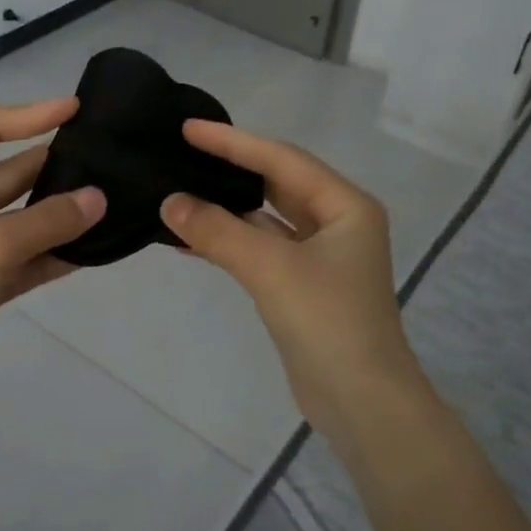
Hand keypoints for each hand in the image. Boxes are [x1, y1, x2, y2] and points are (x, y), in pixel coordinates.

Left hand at [0, 100, 104, 405]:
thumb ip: (48, 220)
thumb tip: (99, 198)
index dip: (29, 114)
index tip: (74, 112)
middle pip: (6, 174)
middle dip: (50, 167)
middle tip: (102, 162)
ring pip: (17, 218)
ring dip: (55, 214)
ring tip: (106, 204)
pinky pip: (20, 257)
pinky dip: (49, 254)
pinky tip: (88, 251)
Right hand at [159, 121, 426, 443]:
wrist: (361, 402)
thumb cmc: (327, 323)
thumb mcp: (270, 269)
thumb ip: (217, 231)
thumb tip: (169, 202)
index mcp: (345, 206)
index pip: (281, 159)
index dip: (232, 142)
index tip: (188, 128)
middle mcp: (337, 223)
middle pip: (275, 183)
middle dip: (230, 169)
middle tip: (182, 153)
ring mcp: (321, 257)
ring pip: (265, 220)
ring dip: (225, 210)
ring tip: (178, 193)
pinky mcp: (303, 286)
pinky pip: (260, 250)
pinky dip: (229, 243)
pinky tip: (190, 241)